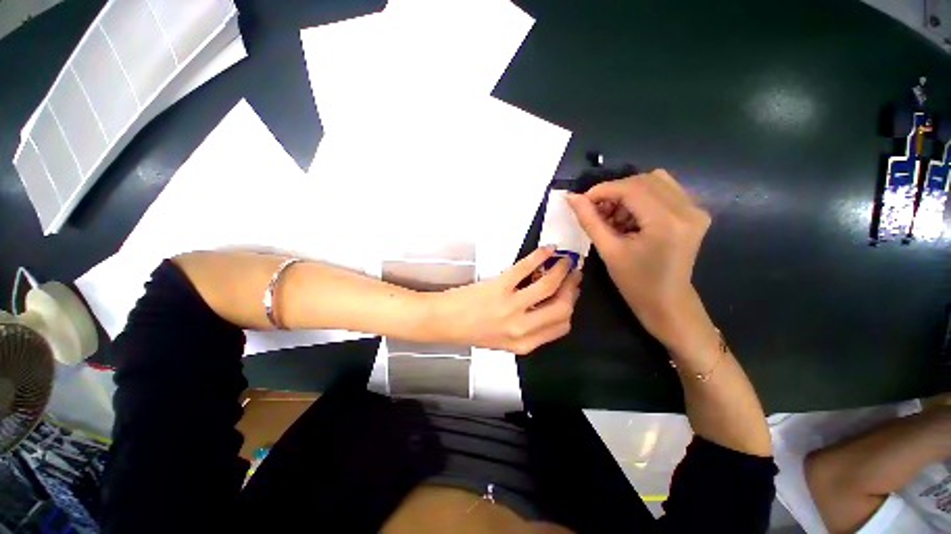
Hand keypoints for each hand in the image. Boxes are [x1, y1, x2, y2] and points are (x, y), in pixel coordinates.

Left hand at [430, 246, 581, 354]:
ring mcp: (510, 307)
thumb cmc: (471, 331)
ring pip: (548, 286)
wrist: (443, 321)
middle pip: (562, 308)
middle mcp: (521, 328)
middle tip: (573, 273)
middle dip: (572, 288)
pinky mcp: (499, 287)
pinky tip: (547, 249)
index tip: (572, 292)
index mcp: (524, 344)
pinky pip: (525, 268)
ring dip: (560, 269)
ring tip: (564, 259)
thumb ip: (529, 330)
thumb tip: (548, 305)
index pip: (562, 326)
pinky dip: (539, 256)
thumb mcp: (504, 341)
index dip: (571, 306)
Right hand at [566, 169, 712, 355]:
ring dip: (628, 194)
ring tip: (615, 217)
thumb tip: (571, 198)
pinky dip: (642, 198)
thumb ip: (589, 220)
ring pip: (655, 181)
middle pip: (644, 180)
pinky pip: (665, 191)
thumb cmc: (635, 283)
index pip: (631, 188)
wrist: (667, 302)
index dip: (603, 190)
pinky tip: (631, 218)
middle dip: (614, 192)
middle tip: (597, 211)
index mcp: (666, 221)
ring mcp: (696, 209)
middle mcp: (688, 209)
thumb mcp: (608, 251)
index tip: (582, 200)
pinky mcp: (696, 213)